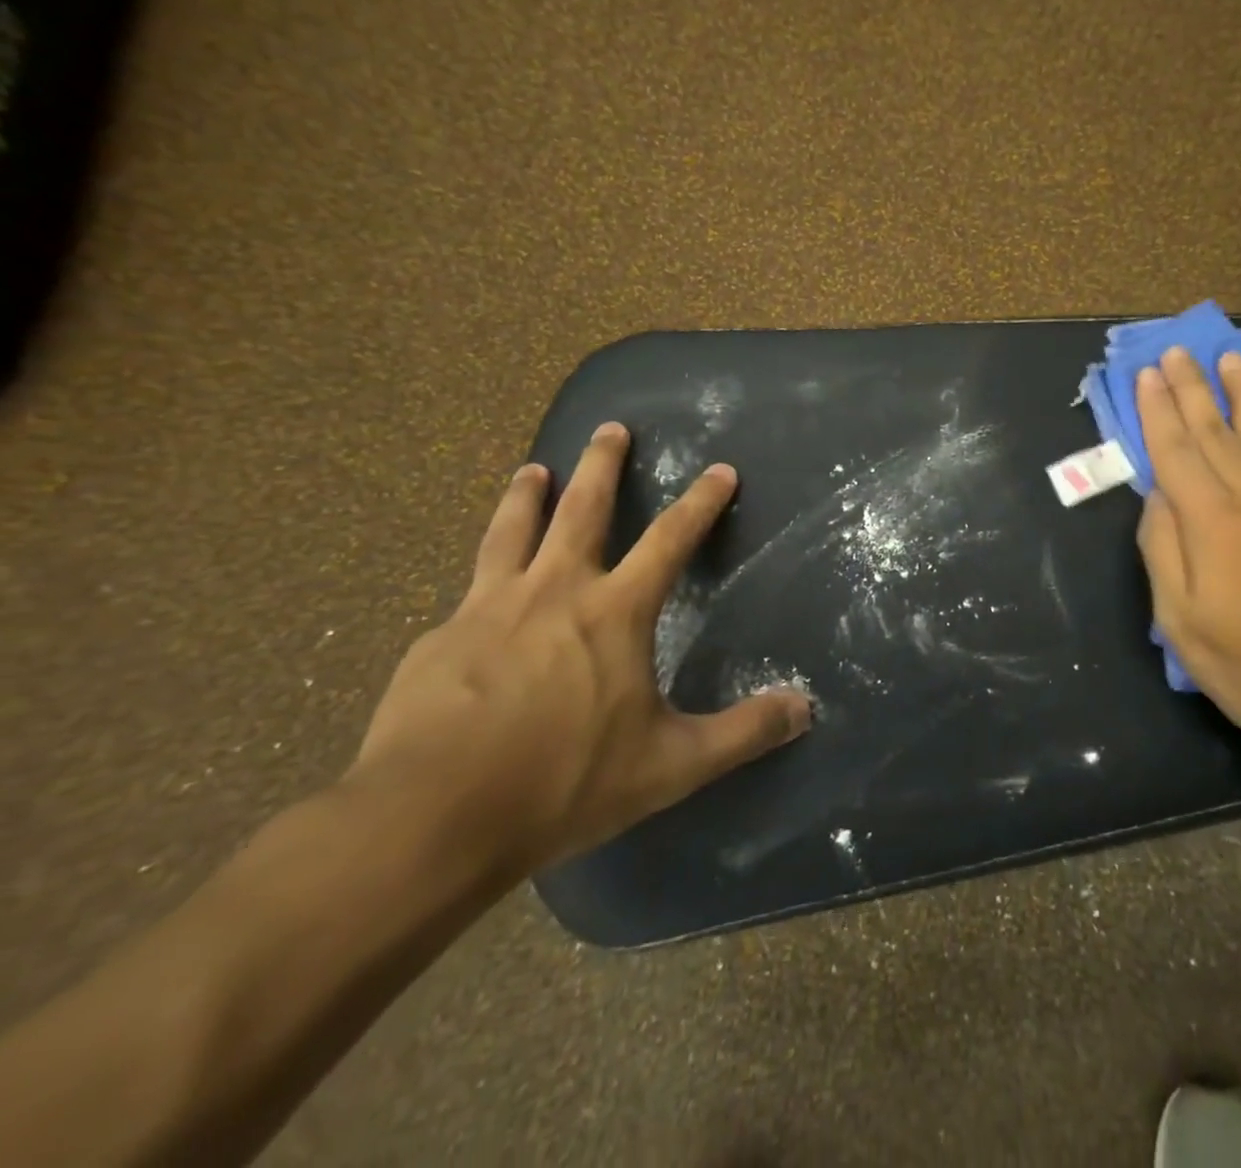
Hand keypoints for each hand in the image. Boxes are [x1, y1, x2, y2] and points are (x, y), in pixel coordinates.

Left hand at [350, 422, 811, 873]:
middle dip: (602, 464)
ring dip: (527, 495)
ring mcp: (487, 608)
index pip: (671, 539)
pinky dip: (483, 577)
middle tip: (610, 427)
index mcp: (614, 611)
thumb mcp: (671, 765)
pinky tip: (475, 598)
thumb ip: (742, 733)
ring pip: (511, 531)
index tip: (720, 469)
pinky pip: (468, 594)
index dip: (701, 502)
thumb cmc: (564, 783)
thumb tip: (805, 708)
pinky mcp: (438, 640)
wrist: (430, 819)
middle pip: (582, 509)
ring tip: (532, 469)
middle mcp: (554, 591)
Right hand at [1134, 348, 1240, 782]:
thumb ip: (1162, 549)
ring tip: (1231, 358)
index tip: (1147, 374)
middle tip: (1177, 351)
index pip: (1176, 452)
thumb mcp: (1180, 620)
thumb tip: (1156, 496)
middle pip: (1216, 432)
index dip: (1157, 411)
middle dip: (1192, 389)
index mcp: (1212, 523)